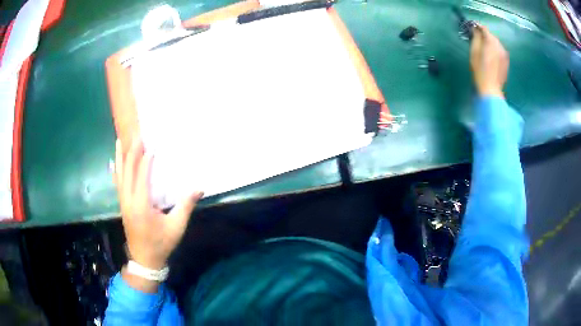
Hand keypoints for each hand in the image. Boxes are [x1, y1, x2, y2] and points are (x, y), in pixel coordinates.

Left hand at [114, 137, 202, 288]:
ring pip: (120, 176)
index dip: (146, 160)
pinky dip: (115, 170)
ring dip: (120, 157)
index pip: (142, 177)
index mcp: (141, 206)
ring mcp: (123, 203)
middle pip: (128, 172)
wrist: (145, 260)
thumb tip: (199, 188)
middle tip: (136, 135)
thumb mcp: (176, 227)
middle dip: (132, 152)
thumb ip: (185, 206)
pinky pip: (117, 184)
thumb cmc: (161, 244)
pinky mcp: (122, 205)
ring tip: (119, 140)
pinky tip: (113, 162)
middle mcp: (128, 201)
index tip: (152, 145)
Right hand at [470, 25, 508, 97]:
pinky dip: (495, 50)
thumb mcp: (474, 52)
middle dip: (485, 35)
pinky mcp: (506, 62)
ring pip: (496, 43)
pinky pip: (500, 51)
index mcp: (491, 42)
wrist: (491, 89)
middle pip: (491, 36)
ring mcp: (504, 54)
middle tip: (478, 39)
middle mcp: (500, 46)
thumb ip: (476, 38)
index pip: (484, 29)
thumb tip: (475, 29)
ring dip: (490, 43)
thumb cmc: (480, 70)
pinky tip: (491, 56)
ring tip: (484, 48)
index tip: (472, 27)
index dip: (478, 27)